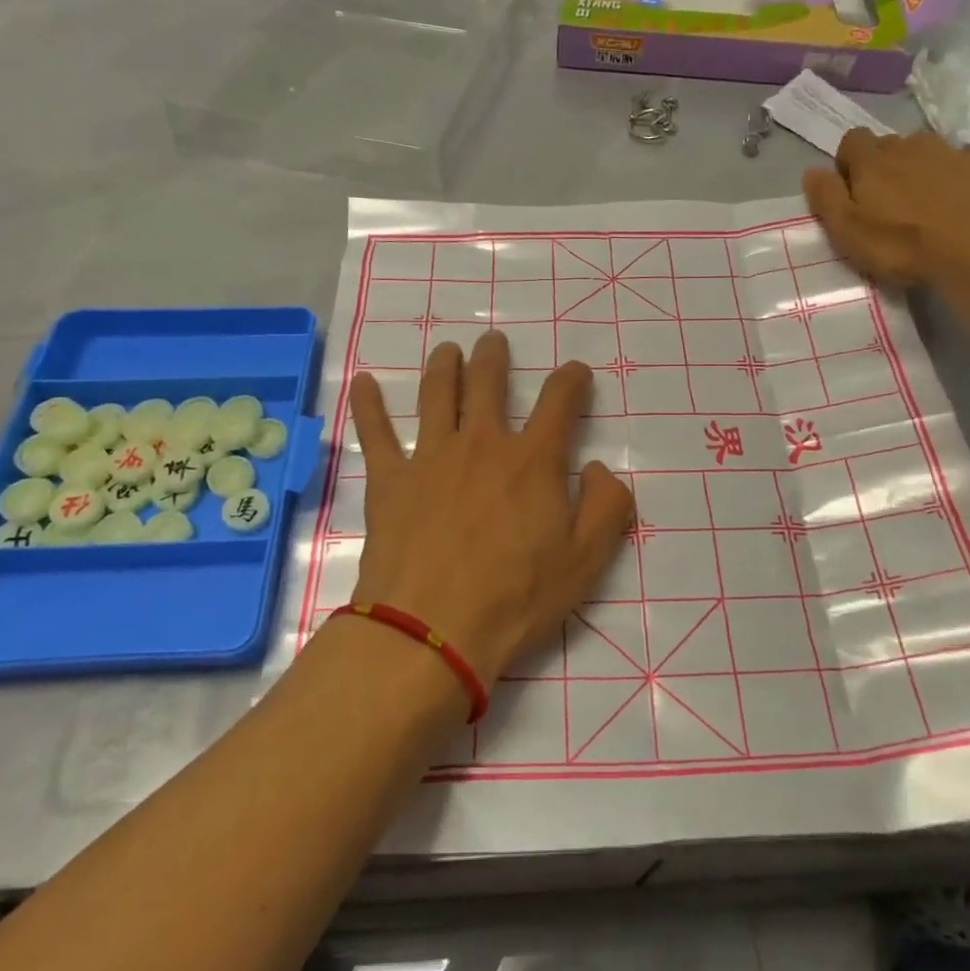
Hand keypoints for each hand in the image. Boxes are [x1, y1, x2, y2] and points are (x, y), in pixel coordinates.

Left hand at [345, 332, 633, 688]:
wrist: (432, 629)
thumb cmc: (516, 597)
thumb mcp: (587, 560)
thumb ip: (607, 506)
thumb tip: (599, 469)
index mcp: (532, 460)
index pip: (559, 402)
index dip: (572, 380)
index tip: (576, 372)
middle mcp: (481, 443)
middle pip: (488, 383)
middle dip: (494, 357)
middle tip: (493, 341)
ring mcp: (431, 457)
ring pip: (436, 394)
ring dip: (443, 365)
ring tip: (447, 350)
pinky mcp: (390, 480)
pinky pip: (376, 432)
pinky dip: (368, 404)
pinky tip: (362, 381)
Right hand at [802, 128, 969, 287]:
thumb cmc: (904, 244)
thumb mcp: (849, 231)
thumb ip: (826, 198)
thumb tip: (811, 171)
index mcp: (872, 162)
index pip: (851, 141)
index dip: (848, 162)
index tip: (852, 189)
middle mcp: (909, 145)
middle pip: (890, 145)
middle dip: (886, 165)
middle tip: (890, 201)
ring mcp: (952, 150)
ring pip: (929, 148)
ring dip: (924, 165)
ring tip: (929, 198)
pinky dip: (966, 166)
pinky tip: (969, 189)